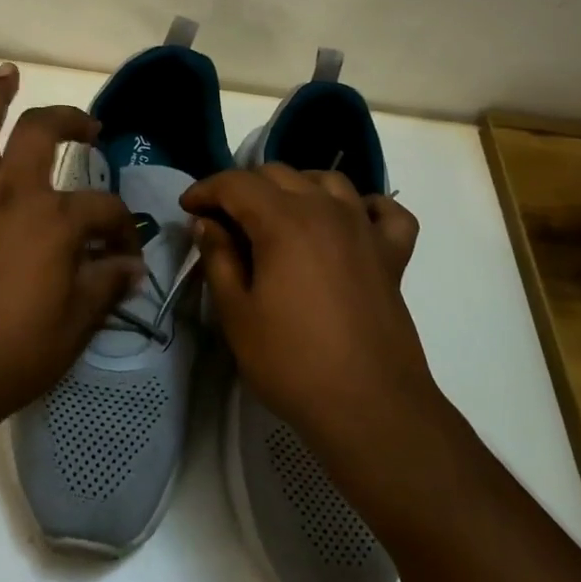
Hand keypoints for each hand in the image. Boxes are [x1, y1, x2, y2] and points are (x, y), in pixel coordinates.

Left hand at [0, 64, 144, 432]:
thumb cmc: (13, 356)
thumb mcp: (76, 325)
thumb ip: (105, 285)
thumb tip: (130, 266)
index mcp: (54, 221)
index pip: (104, 210)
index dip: (123, 228)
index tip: (126, 254)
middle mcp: (10, 195)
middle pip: (41, 134)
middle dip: (70, 121)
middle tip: (88, 127)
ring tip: (7, 73)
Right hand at [180, 165, 431, 459]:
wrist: (369, 407)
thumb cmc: (291, 362)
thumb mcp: (236, 313)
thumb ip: (218, 258)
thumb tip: (206, 223)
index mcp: (284, 221)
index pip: (237, 184)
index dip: (206, 190)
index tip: (187, 209)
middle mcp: (326, 210)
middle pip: (279, 174)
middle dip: (243, 187)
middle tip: (222, 220)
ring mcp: (365, 229)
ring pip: (328, 181)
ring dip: (296, 187)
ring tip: (278, 216)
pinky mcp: (393, 255)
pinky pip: (385, 212)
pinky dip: (364, 207)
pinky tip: (350, 223)